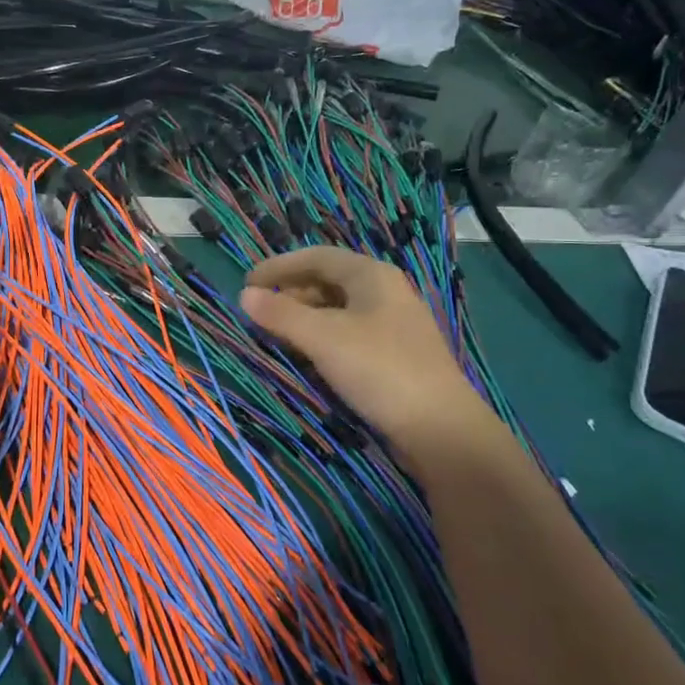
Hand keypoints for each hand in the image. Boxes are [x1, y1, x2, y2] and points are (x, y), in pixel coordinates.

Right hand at [238, 246, 502, 470]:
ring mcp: (392, 323)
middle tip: (259, 313)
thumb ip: (281, 314)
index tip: (246, 283)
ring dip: (304, 316)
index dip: (278, 266)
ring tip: (277, 335)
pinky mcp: (394, 353)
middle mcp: (384, 292)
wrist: (440, 428)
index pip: (316, 257)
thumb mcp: (322, 338)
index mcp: (371, 275)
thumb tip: (244, 295)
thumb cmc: (379, 370)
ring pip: (337, 309)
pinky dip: (321, 336)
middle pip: (327, 281)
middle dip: (290, 292)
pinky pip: (348, 332)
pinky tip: (308, 355)